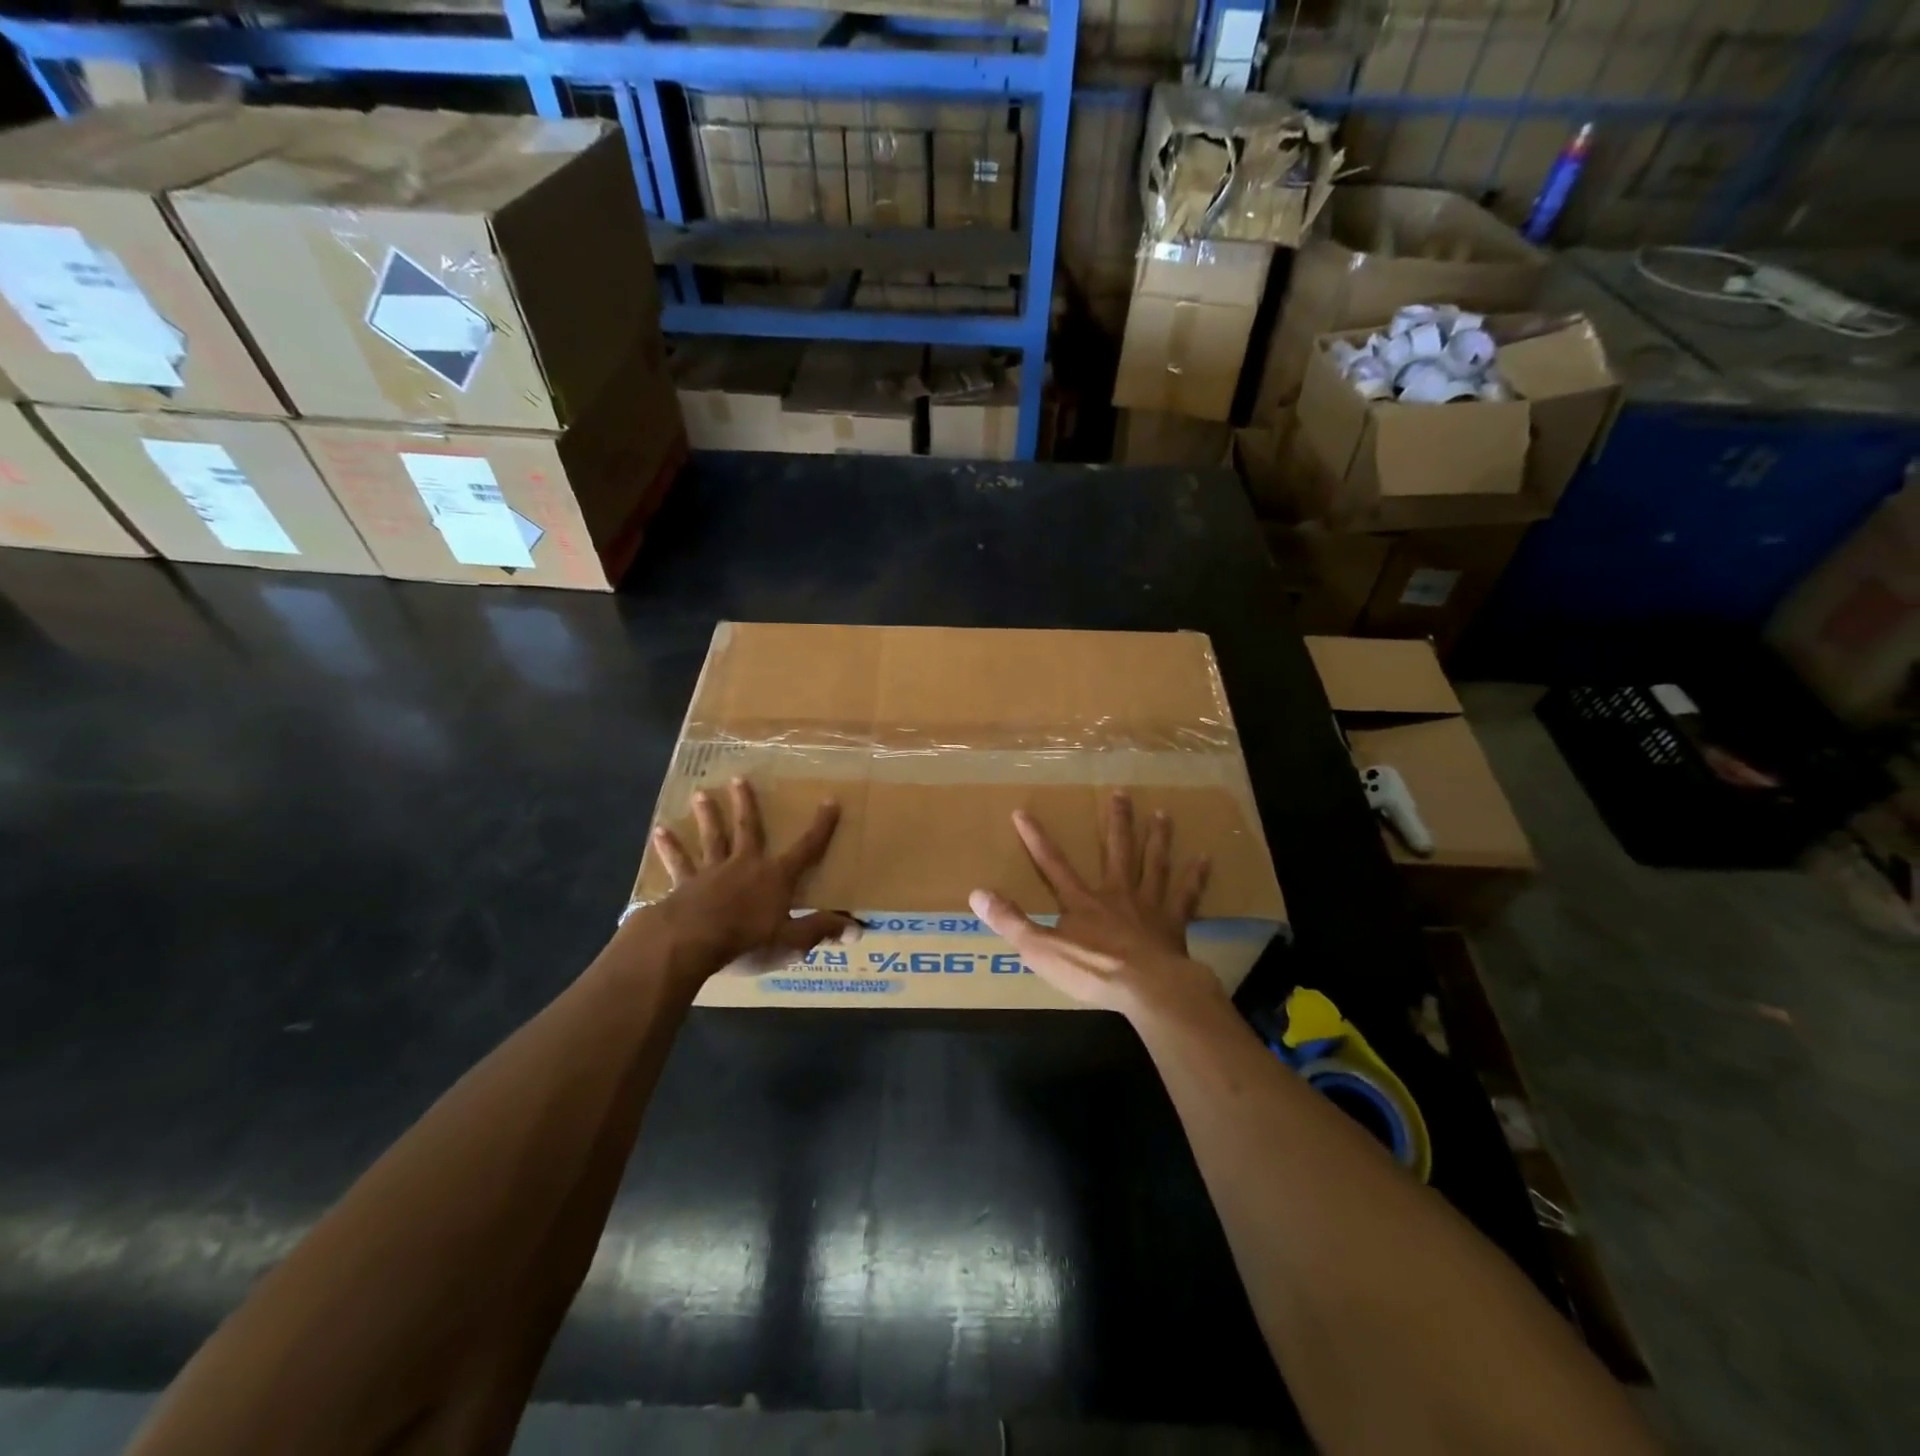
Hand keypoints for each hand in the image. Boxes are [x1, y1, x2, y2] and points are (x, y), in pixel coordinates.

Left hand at [641, 777, 856, 981]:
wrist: (689, 942)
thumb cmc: (745, 941)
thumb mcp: (790, 941)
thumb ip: (820, 930)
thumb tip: (858, 928)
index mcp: (775, 877)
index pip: (806, 848)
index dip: (821, 826)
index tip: (830, 801)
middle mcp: (745, 865)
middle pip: (748, 829)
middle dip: (746, 804)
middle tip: (739, 779)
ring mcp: (712, 872)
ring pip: (712, 838)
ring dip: (707, 816)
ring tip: (700, 794)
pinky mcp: (684, 885)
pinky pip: (678, 863)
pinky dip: (669, 847)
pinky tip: (659, 831)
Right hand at [968, 791, 1220, 1016]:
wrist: (1147, 988)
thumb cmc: (1093, 970)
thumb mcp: (1041, 950)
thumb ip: (1010, 921)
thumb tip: (976, 893)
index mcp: (1082, 901)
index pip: (1053, 864)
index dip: (1036, 839)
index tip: (1023, 811)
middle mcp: (1116, 893)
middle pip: (1117, 850)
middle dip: (1116, 821)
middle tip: (1120, 791)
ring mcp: (1148, 905)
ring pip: (1154, 863)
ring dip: (1157, 837)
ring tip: (1163, 813)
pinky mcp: (1174, 922)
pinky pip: (1186, 895)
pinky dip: (1195, 877)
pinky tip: (1205, 859)